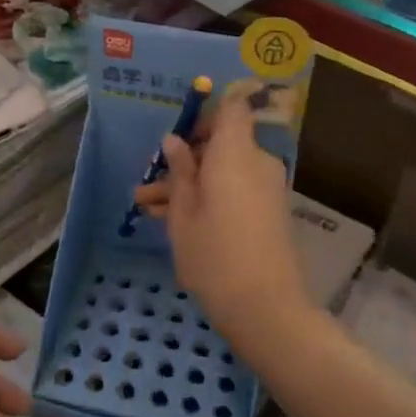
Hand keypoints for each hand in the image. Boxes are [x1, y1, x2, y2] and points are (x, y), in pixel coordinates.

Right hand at [132, 88, 311, 349]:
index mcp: (237, 153)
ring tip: (147, 207)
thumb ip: (180, 172)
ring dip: (189, 184)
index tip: (178, 136)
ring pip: (223, 172)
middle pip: (222, 145)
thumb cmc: (214, 255)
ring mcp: (267, 188)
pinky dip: (209, 198)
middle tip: (148, 183)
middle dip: (184, 160)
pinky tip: (171, 220)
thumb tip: (175, 141)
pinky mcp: (269, 212)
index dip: (205, 115)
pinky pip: (235, 190)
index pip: (232, 109)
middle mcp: (258, 163)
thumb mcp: (183, 214)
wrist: (265, 307)